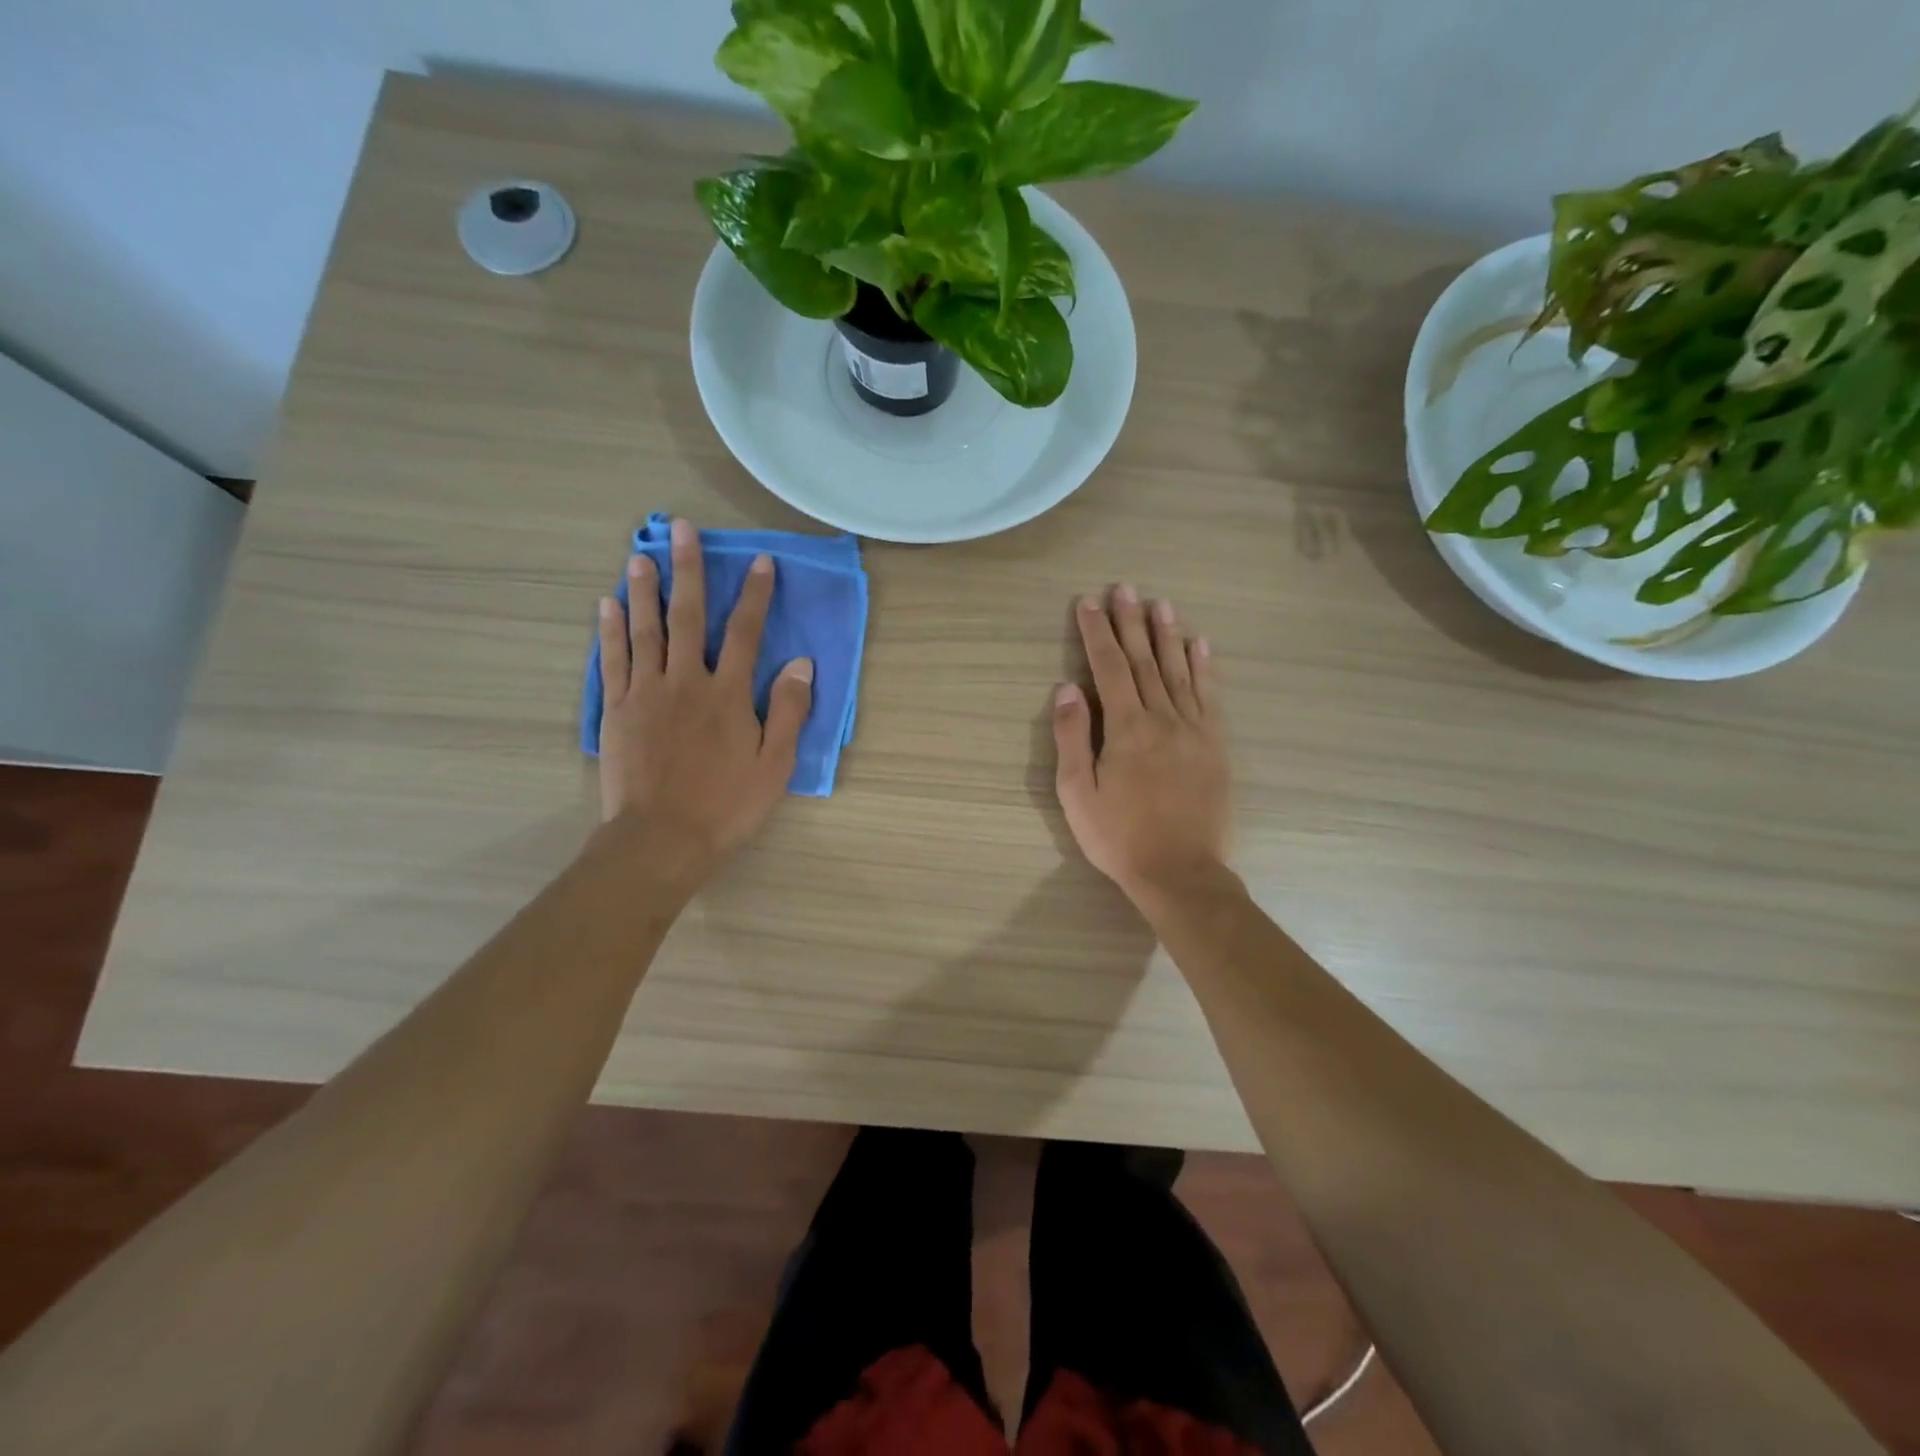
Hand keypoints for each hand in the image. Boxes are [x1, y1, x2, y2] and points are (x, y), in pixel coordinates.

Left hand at [596, 518, 812, 888]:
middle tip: (681, 530)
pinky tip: (607, 605)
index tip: (760, 562)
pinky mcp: (618, 710)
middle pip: (689, 617)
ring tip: (640, 555)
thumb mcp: (774, 765)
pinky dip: (610, 630)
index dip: (755, 595)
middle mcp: (686, 681)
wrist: (661, 839)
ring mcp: (646, 693)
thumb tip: (801, 663)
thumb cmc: (726, 805)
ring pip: (645, 630)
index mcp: (728, 694)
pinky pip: (614, 660)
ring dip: (644, 590)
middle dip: (689, 570)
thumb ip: (787, 710)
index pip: (746, 633)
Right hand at [1053, 586, 1230, 906]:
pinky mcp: (1216, 746)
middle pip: (1145, 661)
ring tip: (1161, 604)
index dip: (1096, 633)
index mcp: (1126, 728)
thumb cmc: (1118, 836)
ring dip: (1168, 635)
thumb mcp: (1077, 793)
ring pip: (1179, 671)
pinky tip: (1201, 645)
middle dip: (1131, 622)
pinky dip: (1205, 668)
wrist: (1180, 871)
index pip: (1108, 668)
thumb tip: (1066, 688)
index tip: (1088, 603)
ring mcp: (1194, 730)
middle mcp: (1163, 718)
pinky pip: (1210, 697)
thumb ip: (1072, 737)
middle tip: (1125, 588)